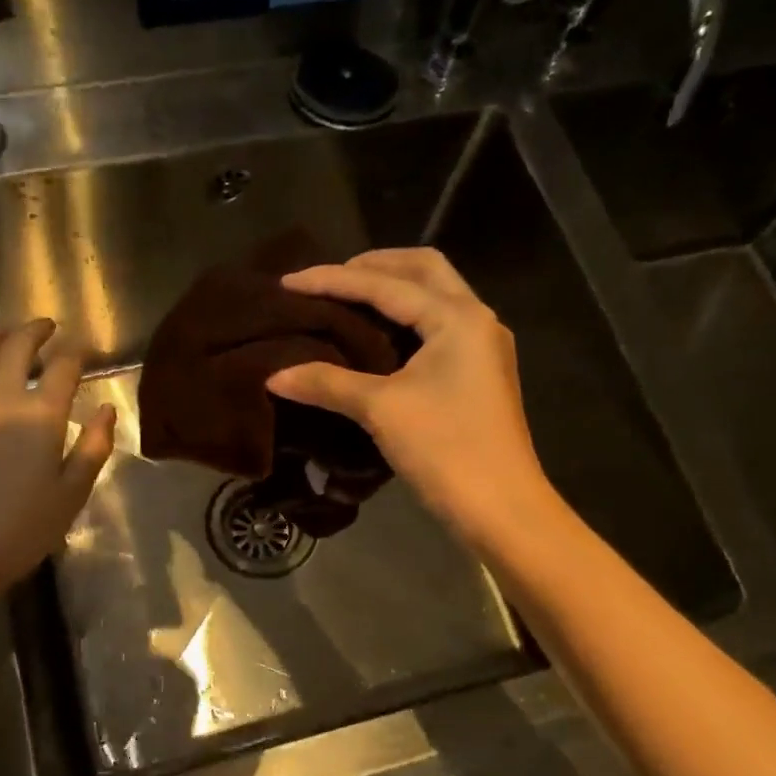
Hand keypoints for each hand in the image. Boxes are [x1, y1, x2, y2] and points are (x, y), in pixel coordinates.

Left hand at [0, 319, 115, 607]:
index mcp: (40, 416)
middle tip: (46, 326)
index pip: (63, 368)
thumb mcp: (72, 494)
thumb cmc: (20, 530)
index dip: (77, 353)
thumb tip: (106, 410)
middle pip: (16, 346)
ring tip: (3, 330)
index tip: (84, 351)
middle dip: (34, 330)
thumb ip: (94, 447)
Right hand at [266, 249, 554, 547]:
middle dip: (373, 266)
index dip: (333, 280)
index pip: (385, 284)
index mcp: (457, 317)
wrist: (501, 509)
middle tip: (329, 280)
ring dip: (392, 289)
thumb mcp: (381, 410)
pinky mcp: (478, 373)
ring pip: (434, 296)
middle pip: (423, 270)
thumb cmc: (445, 450)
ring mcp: (482, 347)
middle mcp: (475, 319)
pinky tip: (375, 336)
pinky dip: (404, 318)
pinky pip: (437, 325)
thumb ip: (327, 383)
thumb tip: (274, 376)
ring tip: (346, 300)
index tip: (288, 282)